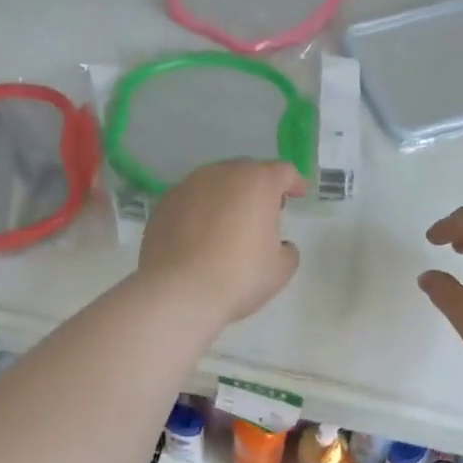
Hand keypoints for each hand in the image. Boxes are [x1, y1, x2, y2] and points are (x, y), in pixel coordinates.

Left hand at [138, 160, 305, 324]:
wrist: (179, 291)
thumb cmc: (239, 277)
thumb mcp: (280, 270)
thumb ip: (287, 250)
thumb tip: (279, 245)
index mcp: (257, 183)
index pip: (283, 172)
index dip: (294, 182)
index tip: (298, 195)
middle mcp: (221, 174)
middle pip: (247, 171)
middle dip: (259, 187)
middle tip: (264, 211)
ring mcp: (188, 186)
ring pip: (215, 182)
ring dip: (227, 196)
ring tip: (230, 222)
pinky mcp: (164, 204)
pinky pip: (191, 200)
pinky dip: (201, 210)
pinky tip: (201, 235)